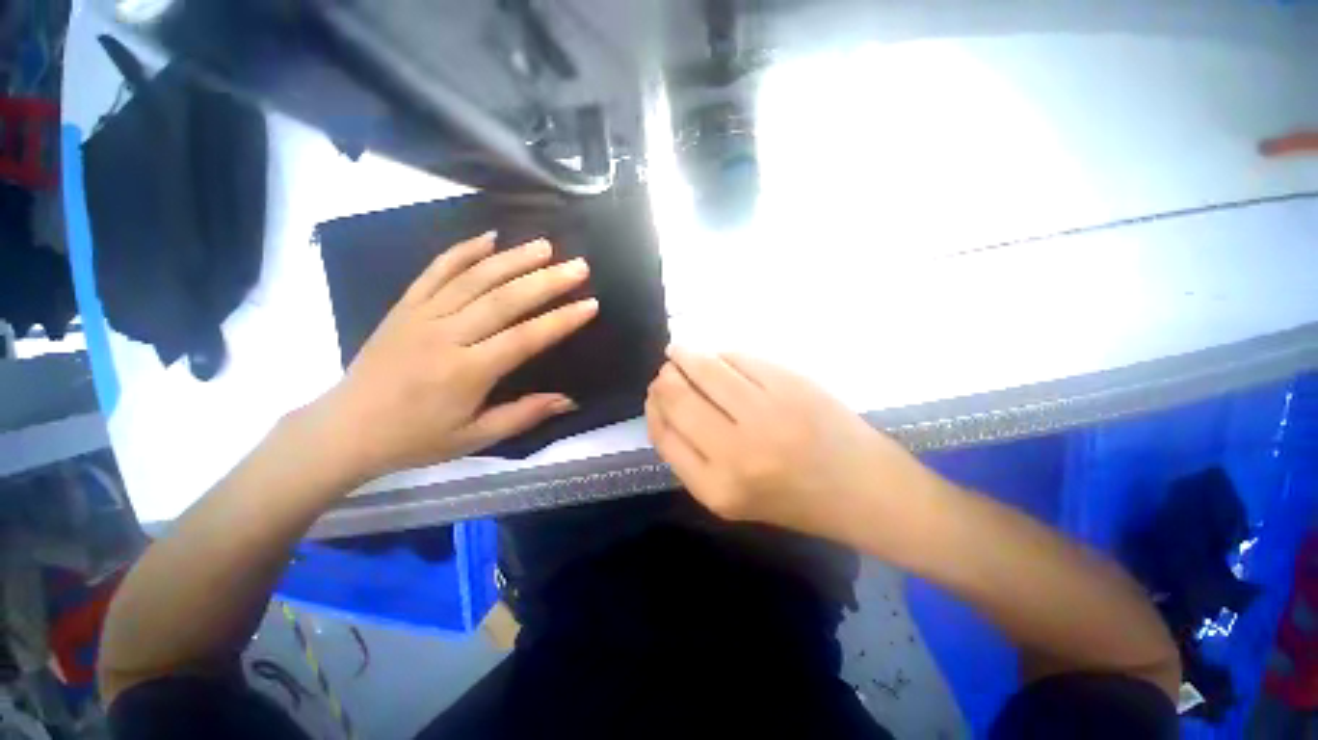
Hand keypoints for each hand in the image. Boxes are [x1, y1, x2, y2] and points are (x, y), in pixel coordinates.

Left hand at [316, 232, 596, 477]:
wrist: (345, 429)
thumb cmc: (416, 438)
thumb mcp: (475, 438)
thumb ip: (524, 415)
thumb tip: (570, 400)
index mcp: (466, 372)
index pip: (524, 338)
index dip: (561, 320)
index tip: (590, 304)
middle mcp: (445, 336)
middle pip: (504, 300)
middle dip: (546, 280)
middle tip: (578, 265)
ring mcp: (421, 315)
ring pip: (473, 278)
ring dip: (512, 259)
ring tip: (545, 245)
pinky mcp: (404, 306)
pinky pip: (434, 271)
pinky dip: (462, 251)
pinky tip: (488, 237)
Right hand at [646, 349, 924, 540]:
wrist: (863, 490)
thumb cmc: (793, 499)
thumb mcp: (730, 496)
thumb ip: (691, 456)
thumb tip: (664, 404)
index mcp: (716, 488)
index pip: (664, 434)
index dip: (653, 408)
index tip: (654, 394)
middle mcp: (736, 452)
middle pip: (678, 397)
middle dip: (665, 379)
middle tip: (667, 370)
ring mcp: (766, 413)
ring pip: (705, 368)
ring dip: (686, 355)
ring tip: (681, 352)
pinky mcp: (791, 385)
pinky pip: (739, 358)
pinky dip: (722, 354)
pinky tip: (719, 357)